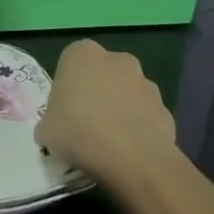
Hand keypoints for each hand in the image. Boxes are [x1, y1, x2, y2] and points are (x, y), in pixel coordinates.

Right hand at [35, 40, 182, 196]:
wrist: (133, 159)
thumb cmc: (79, 132)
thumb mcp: (46, 130)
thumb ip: (50, 122)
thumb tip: (55, 129)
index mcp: (82, 54)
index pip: (70, 62)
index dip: (66, 87)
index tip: (63, 110)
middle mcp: (117, 60)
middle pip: (102, 74)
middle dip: (96, 93)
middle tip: (84, 123)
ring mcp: (146, 83)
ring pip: (126, 94)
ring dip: (119, 110)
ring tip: (108, 142)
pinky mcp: (167, 109)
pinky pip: (145, 116)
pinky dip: (138, 129)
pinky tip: (128, 152)